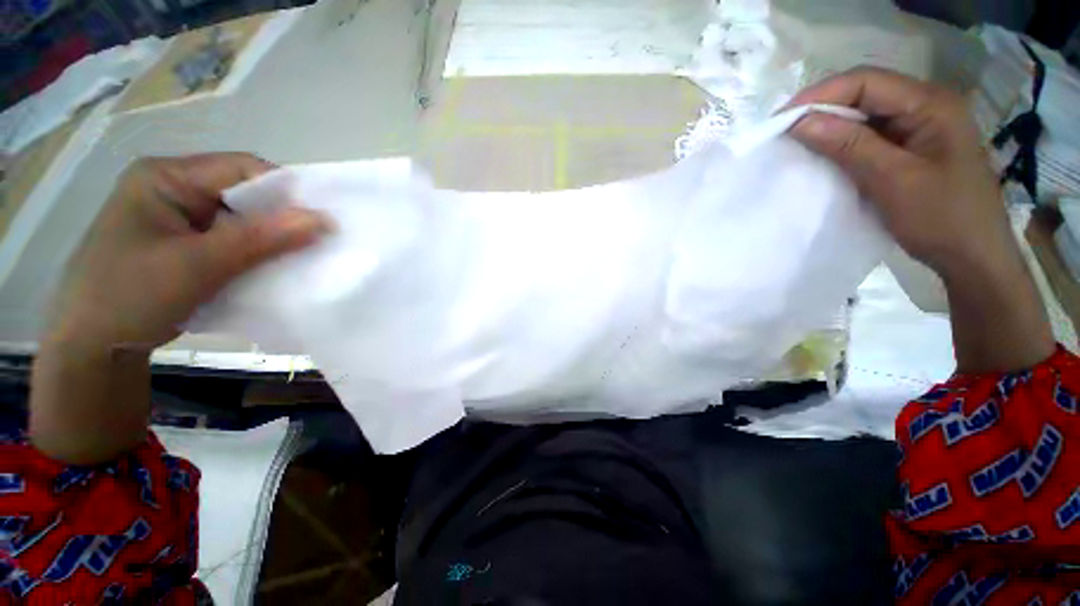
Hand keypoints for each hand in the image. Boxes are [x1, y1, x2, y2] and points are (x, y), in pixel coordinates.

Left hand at [46, 153, 327, 352]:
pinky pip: (233, 241)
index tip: (320, 223)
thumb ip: (261, 238)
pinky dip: (256, 255)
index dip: (285, 193)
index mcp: (165, 177)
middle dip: (279, 220)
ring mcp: (179, 219)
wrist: (93, 349)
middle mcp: (174, 190)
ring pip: (242, 221)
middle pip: (244, 195)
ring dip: (270, 241)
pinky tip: (269, 270)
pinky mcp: (186, 245)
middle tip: (313, 245)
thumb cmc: (130, 296)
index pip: (241, 169)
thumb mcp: (198, 264)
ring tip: (296, 261)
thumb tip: (323, 219)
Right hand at [789, 67, 1053, 372]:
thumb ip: (849, 145)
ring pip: (866, 115)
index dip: (821, 95)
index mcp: (931, 104)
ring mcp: (920, 127)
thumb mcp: (892, 179)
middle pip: (866, 93)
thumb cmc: (942, 218)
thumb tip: (800, 122)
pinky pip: (871, 136)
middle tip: (784, 131)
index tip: (781, 118)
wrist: (973, 257)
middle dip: (823, 108)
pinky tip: (825, 155)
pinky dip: (844, 143)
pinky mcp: (912, 148)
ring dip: (831, 126)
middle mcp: (926, 106)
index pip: (867, 82)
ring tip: (797, 142)